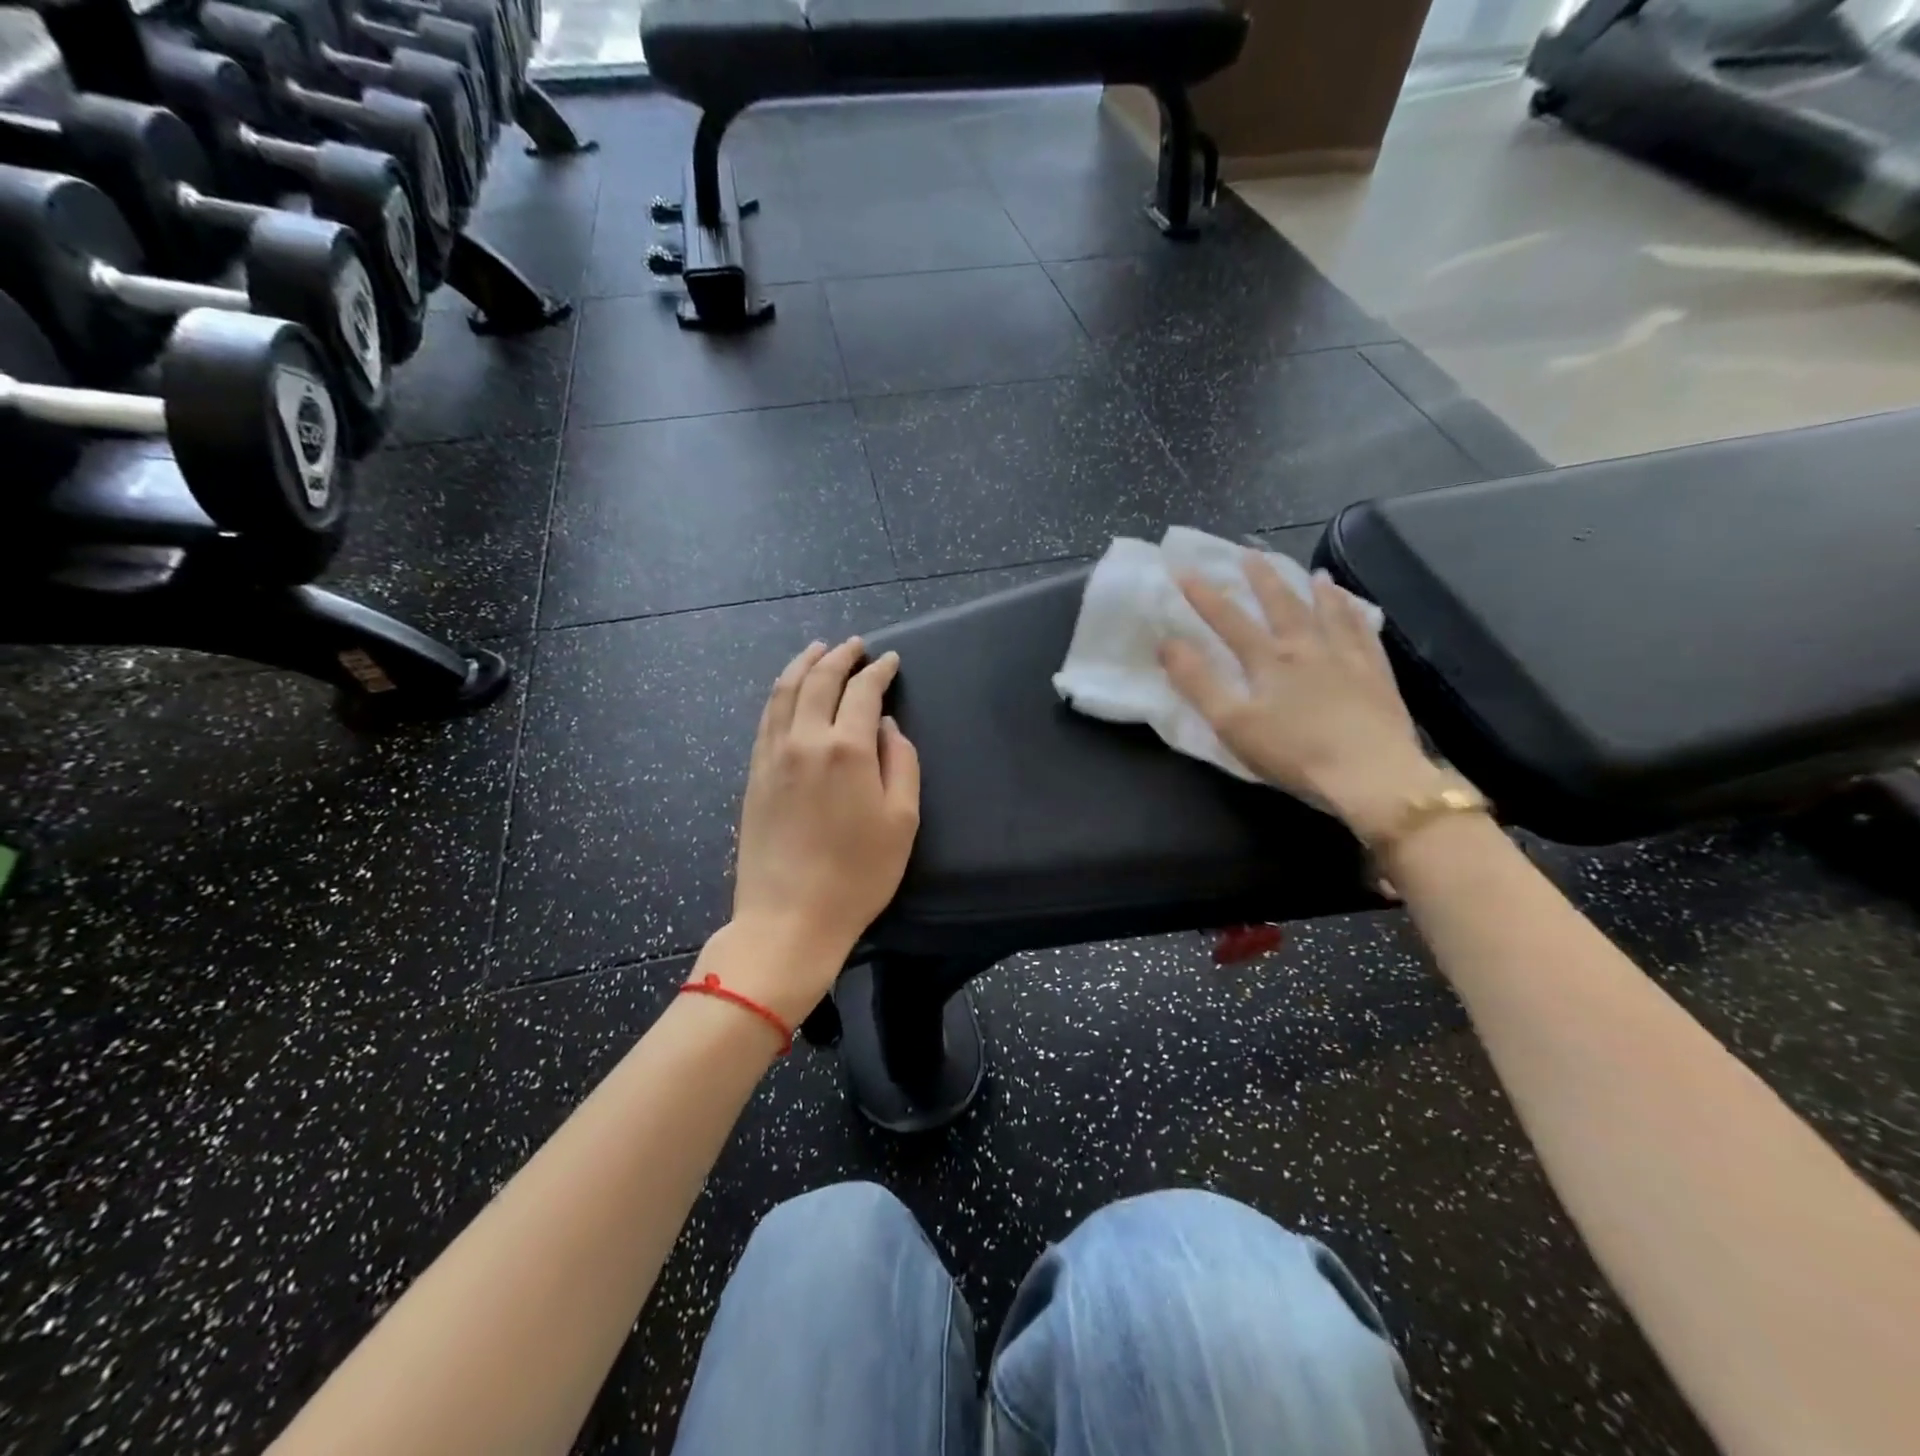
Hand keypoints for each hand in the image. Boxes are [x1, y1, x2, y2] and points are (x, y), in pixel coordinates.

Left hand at [730, 638, 920, 1003]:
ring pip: (784, 692)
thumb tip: (887, 727)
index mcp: (846, 749)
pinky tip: (789, 692)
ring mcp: (772, 756)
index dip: (879, 672)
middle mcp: (805, 740)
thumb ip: (902, 763)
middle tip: (855, 646)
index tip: (890, 660)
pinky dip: (781, 693)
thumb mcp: (902, 821)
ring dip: (803, 665)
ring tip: (817, 651)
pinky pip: (767, 718)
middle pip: (819, 681)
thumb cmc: (858, 875)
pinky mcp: (754, 774)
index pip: (863, 692)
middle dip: (839, 657)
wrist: (789, 917)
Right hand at [1158, 555, 1447, 841]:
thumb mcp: (1232, 723)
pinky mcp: (1376, 675)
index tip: (1184, 571)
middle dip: (1262, 580)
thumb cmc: (1294, 753)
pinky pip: (1364, 634)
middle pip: (1282, 606)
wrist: (1371, 774)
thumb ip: (1198, 682)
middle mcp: (1307, 648)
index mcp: (1269, 661)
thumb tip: (1167, 643)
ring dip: (1316, 591)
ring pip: (1329, 614)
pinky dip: (1355, 615)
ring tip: (1314, 573)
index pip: (1229, 620)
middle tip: (1252, 554)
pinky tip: (1355, 608)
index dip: (1204, 596)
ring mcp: (1347, 658)